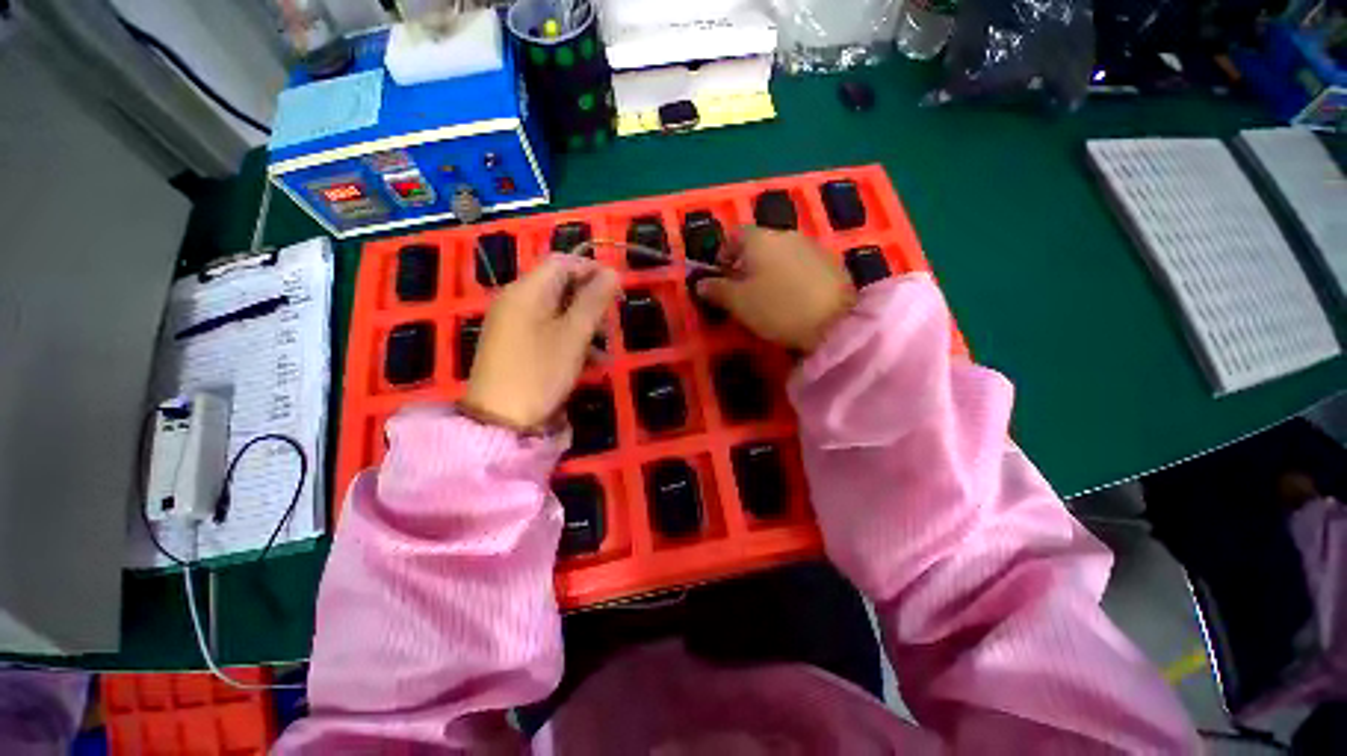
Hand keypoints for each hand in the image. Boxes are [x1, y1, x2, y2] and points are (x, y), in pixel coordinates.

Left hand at [463, 255, 618, 431]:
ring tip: (603, 345)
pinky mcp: (514, 343)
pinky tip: (588, 359)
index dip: (591, 269)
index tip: (617, 288)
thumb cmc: (540, 372)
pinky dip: (568, 337)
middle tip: (611, 320)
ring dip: (582, 322)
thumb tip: (612, 272)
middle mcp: (515, 300)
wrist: (500, 420)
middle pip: (559, 285)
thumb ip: (593, 301)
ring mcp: (512, 323)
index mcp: (527, 291)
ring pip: (556, 309)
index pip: (562, 262)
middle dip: (589, 299)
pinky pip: (546, 329)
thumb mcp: (573, 336)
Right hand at [695, 228, 855, 351]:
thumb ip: (716, 290)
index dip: (723, 255)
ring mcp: (811, 245)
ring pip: (779, 254)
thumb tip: (700, 283)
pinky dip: (789, 276)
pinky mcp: (830, 261)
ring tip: (768, 297)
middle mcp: (785, 234)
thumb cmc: (777, 308)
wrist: (837, 322)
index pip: (733, 235)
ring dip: (768, 270)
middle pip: (757, 244)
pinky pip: (799, 263)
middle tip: (742, 292)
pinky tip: (793, 298)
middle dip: (745, 264)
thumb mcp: (739, 303)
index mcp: (759, 239)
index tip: (722, 279)